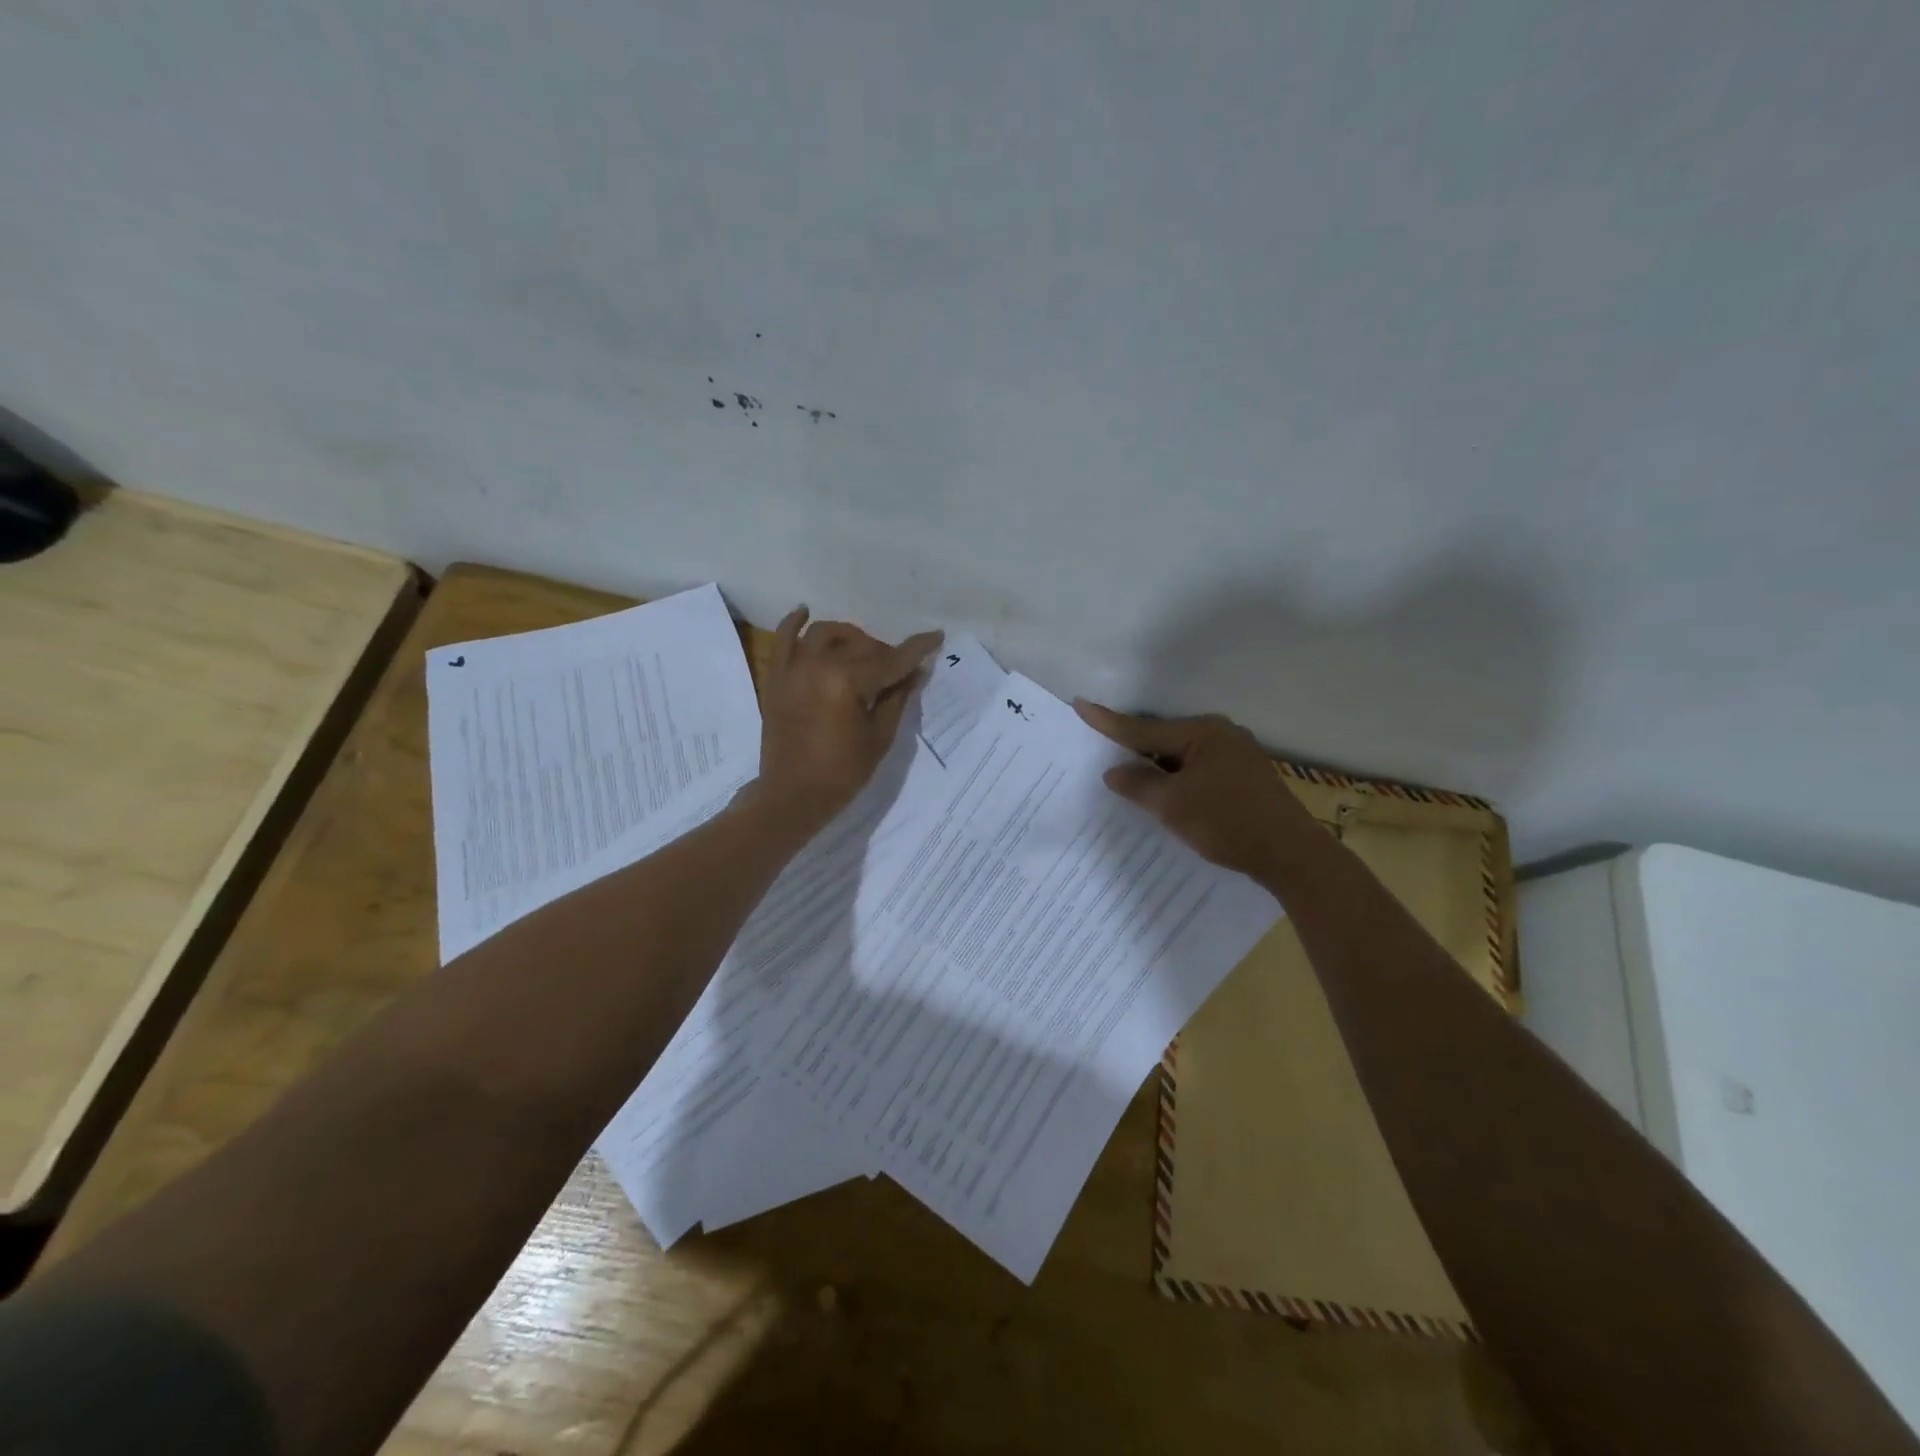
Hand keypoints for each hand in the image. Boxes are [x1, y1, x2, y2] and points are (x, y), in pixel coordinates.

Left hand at [750, 606, 942, 834]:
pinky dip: (793, 623)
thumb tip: (915, 671)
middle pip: (860, 645)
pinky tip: (805, 612)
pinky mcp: (777, 678)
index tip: (935, 637)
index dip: (917, 649)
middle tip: (897, 670)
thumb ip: (898, 698)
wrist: (792, 795)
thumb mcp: (880, 737)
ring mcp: (793, 669)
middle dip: (885, 652)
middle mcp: (818, 666)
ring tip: (862, 650)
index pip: (891, 660)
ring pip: (824, 633)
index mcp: (848, 682)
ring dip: (849, 636)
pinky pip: (782, 640)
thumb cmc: (842, 773)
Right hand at [1075, 702, 1320, 880]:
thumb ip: (1138, 784)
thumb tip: (1114, 771)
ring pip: (1182, 755)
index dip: (1109, 721)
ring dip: (1157, 765)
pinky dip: (1178, 777)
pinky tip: (1167, 791)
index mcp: (1202, 732)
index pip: (1144, 728)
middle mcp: (1221, 734)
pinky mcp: (1245, 776)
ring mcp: (1237, 754)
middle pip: (1164, 737)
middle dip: (1134, 745)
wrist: (1290, 854)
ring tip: (1129, 774)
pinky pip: (1198, 768)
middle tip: (1101, 747)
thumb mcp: (1172, 805)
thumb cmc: (1226, 822)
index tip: (1081, 704)